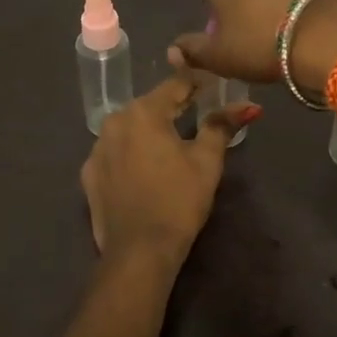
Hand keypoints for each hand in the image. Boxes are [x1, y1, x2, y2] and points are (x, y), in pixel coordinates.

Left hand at [82, 69, 260, 269]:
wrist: (138, 252)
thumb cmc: (178, 201)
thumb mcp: (207, 161)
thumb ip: (222, 126)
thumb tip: (248, 106)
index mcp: (143, 112)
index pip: (175, 84)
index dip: (197, 83)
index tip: (214, 86)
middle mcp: (113, 122)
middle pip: (150, 106)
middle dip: (173, 108)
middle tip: (198, 115)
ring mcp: (96, 149)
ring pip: (130, 129)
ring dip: (150, 132)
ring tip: (171, 146)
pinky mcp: (88, 175)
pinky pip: (115, 153)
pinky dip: (131, 155)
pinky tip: (145, 171)